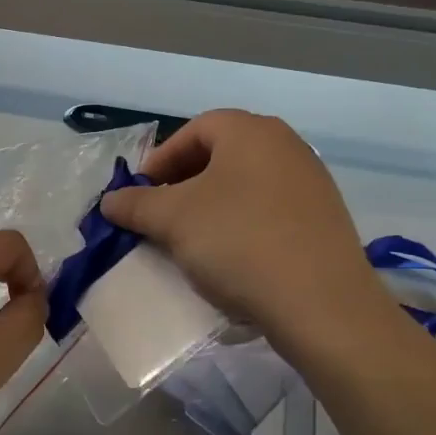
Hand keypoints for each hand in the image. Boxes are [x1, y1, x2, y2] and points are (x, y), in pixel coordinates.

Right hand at [98, 110, 400, 364]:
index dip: (160, 159)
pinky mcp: (325, 220)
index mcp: (251, 131)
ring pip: (245, 184)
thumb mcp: (173, 220)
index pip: (194, 130)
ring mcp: (312, 183)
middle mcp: (287, 145)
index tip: (141, 193)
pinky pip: (269, 210)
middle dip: (183, 183)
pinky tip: (231, 257)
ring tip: (191, 239)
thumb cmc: (239, 242)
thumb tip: (110, 200)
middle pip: (221, 154)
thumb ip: (135, 204)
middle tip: (161, 215)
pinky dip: (242, 224)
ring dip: (211, 206)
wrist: (321, 304)